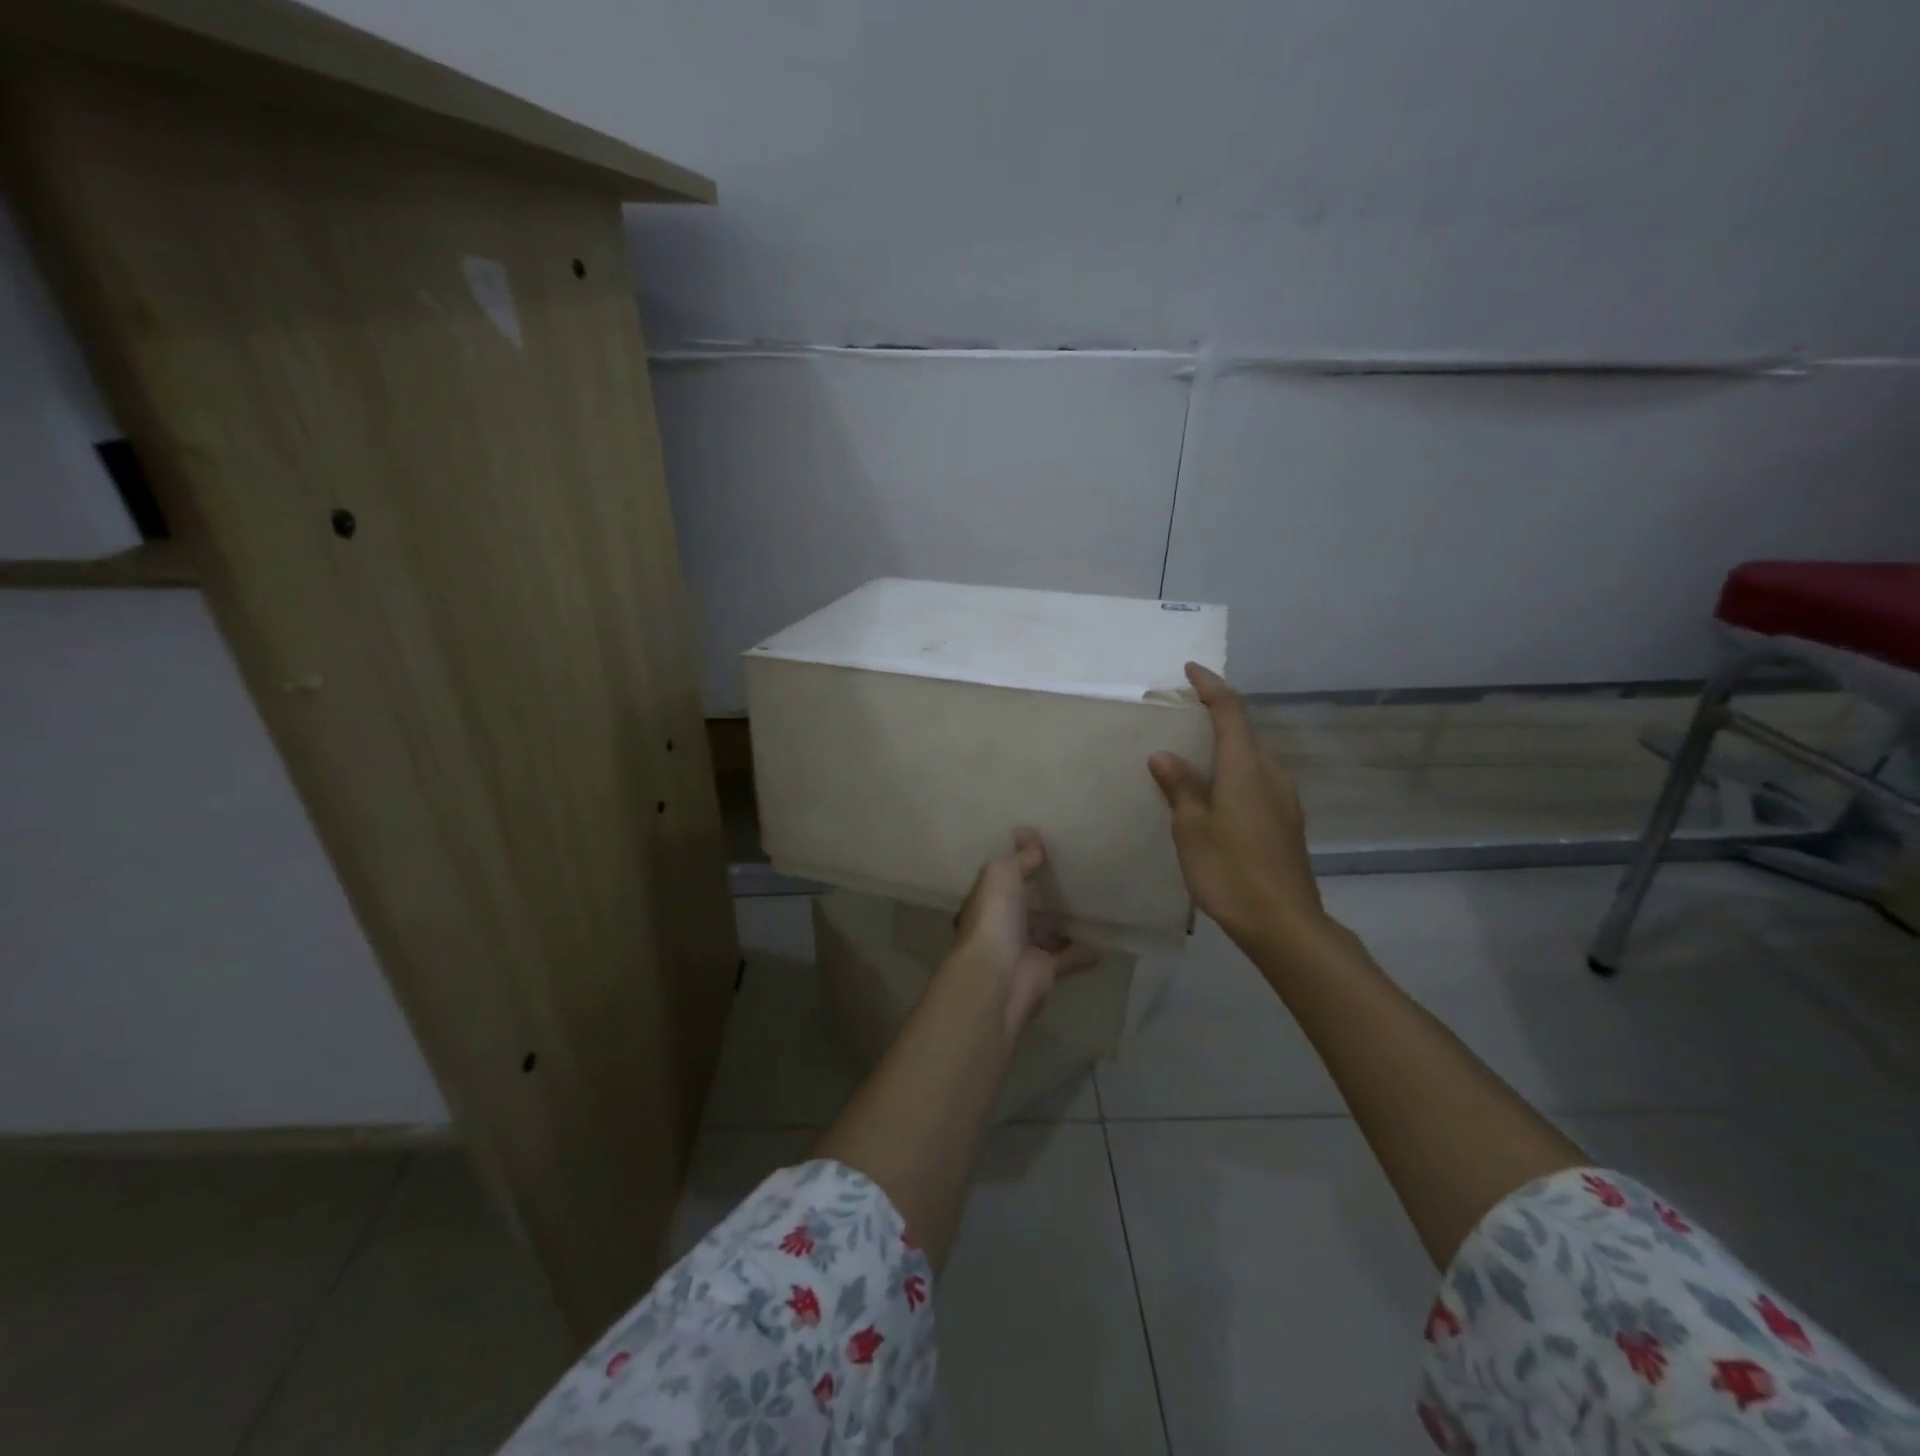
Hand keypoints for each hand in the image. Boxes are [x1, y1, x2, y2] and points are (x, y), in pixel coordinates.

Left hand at [951, 829, 1096, 1038]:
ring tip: (1088, 906)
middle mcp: (1000, 926)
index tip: (1038, 851)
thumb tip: (1029, 834)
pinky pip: (1068, 958)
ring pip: (1045, 933)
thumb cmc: (995, 918)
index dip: (1016, 866)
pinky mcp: (1043, 971)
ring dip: (1062, 924)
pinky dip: (1083, 952)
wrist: (1000, 977)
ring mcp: (1022, 950)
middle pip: (1022, 907)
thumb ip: (1020, 858)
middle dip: (1039, 896)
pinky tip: (1104, 942)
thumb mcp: (1002, 874)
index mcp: (984, 902)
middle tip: (1069, 876)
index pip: (1000, 880)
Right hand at [1149, 663, 1329, 958]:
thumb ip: (1180, 788)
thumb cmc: (1231, 872)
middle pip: (1242, 734)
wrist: (1285, 924)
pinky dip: (1232, 775)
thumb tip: (1165, 755)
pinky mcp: (1286, 822)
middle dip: (1214, 719)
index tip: (1190, 670)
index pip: (1230, 712)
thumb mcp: (1192, 829)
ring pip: (1250, 761)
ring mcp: (1284, 800)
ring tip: (1190, 760)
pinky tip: (1213, 797)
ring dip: (1223, 751)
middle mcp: (1271, 775)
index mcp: (1246, 769)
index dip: (1211, 687)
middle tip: (1180, 718)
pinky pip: (1255, 783)